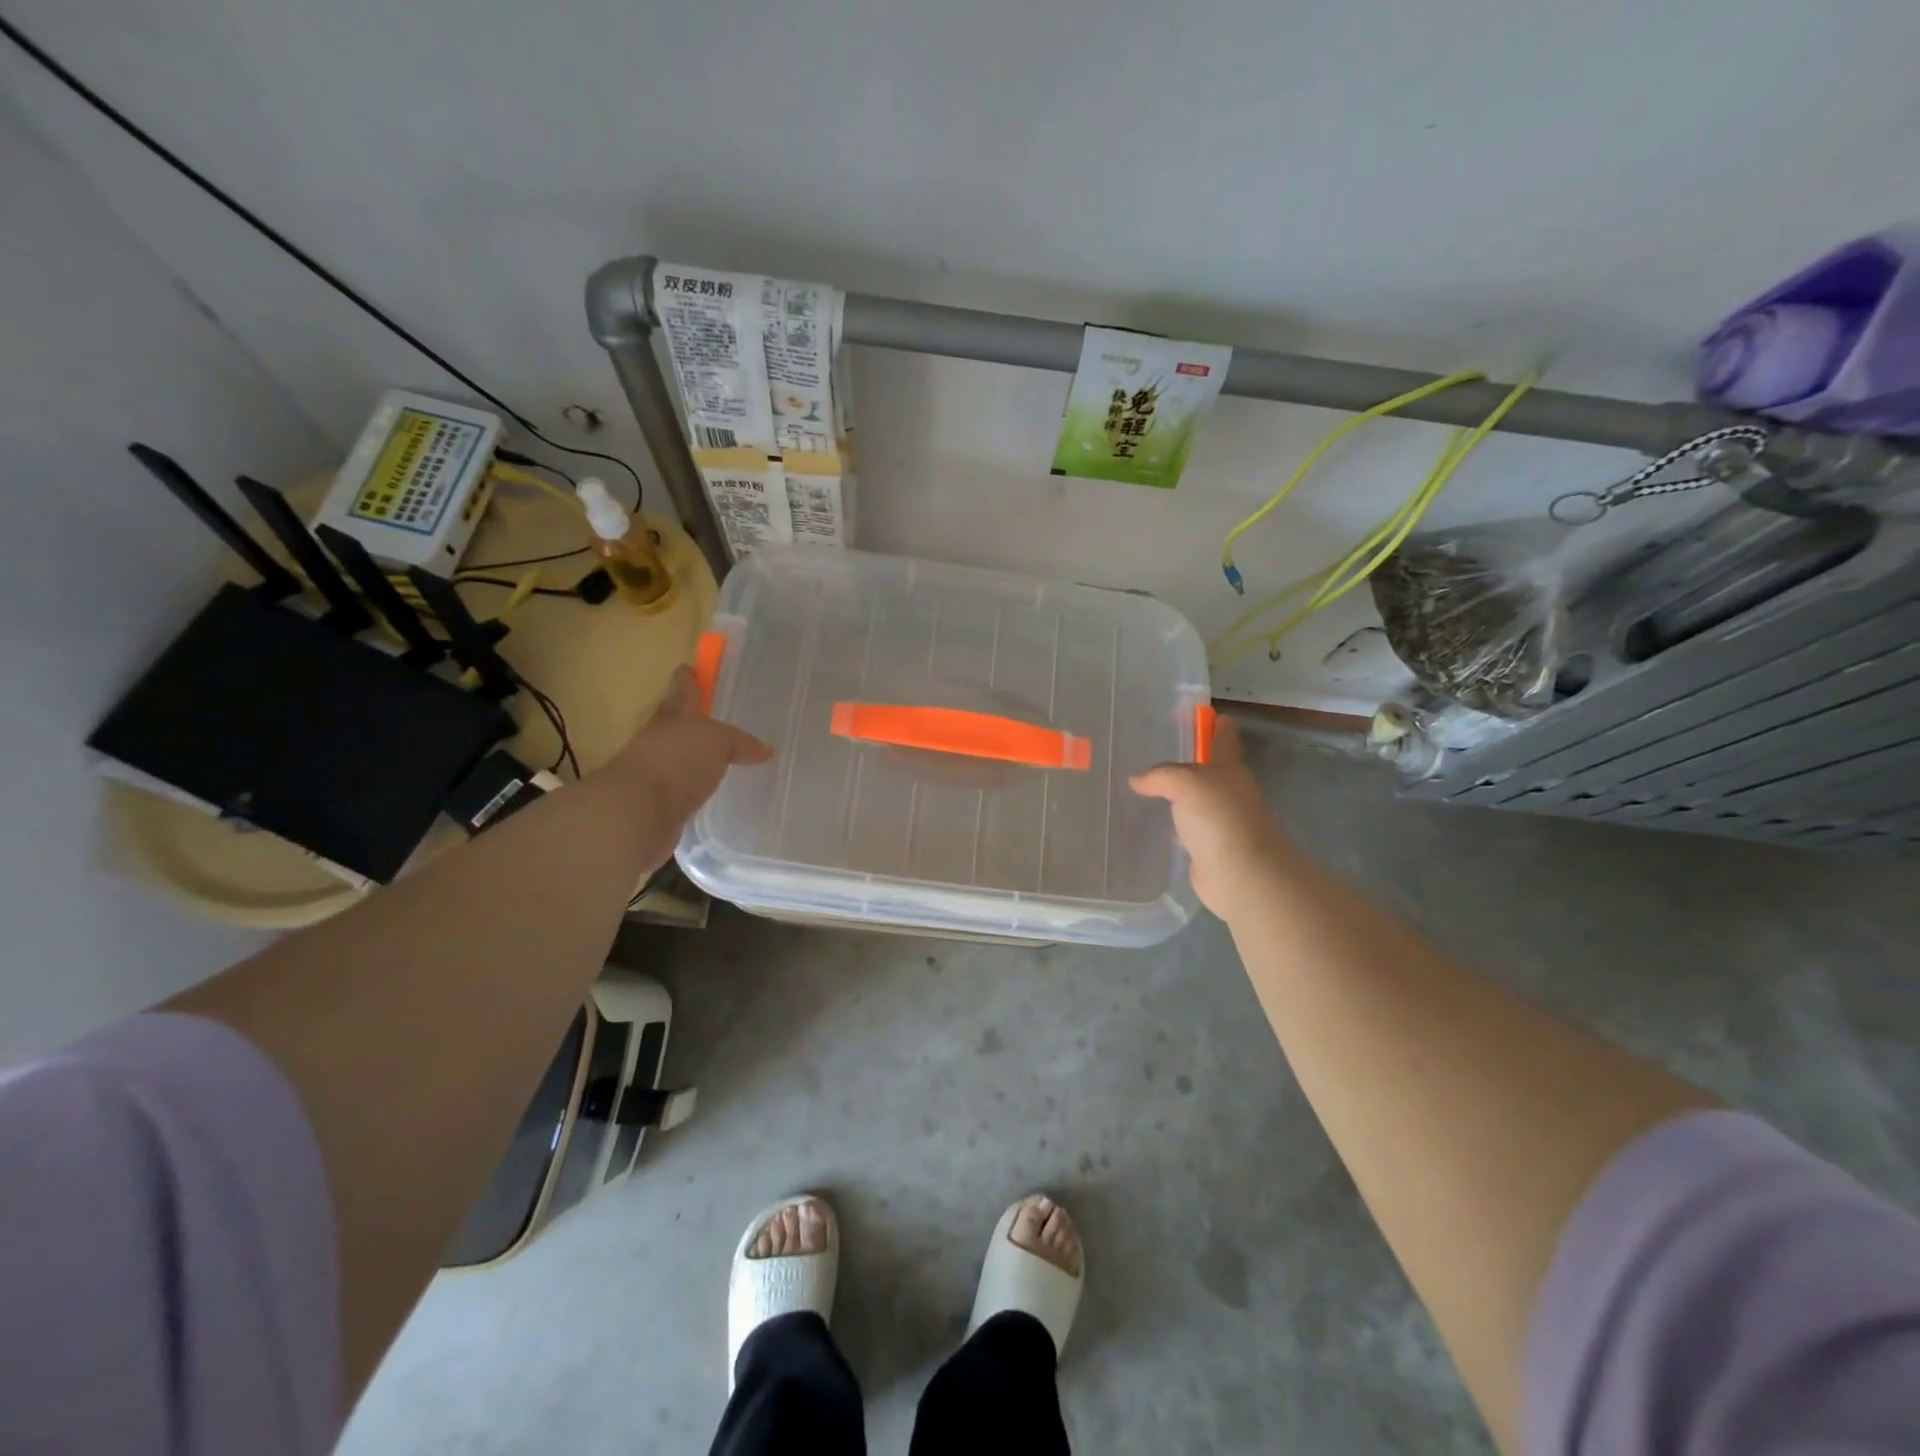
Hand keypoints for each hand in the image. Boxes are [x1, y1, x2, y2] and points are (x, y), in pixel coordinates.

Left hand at [602, 666, 772, 861]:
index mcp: (673, 717)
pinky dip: (693, 787)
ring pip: (678, 757)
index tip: (687, 668)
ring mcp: (656, 773)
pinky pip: (682, 789)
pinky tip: (708, 790)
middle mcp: (660, 741)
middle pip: (675, 724)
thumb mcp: (718, 740)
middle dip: (689, 718)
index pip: (682, 692)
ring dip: (693, 756)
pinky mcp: (658, 804)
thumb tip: (765, 749)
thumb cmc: (677, 761)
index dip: (686, 680)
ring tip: (718, 758)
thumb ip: (740, 742)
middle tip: (711, 716)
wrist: (637, 813)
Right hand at [1129, 716, 1288, 918]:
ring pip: (1196, 800)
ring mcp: (1221, 821)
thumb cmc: (1219, 817)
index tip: (1198, 713)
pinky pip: (1188, 829)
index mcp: (1229, 768)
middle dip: (1189, 761)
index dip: (1213, 723)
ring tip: (1144, 790)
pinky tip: (1153, 825)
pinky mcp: (1210, 848)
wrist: (1242, 873)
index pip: (1223, 737)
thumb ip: (1160, 776)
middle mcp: (1229, 791)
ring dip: (1178, 795)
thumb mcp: (1185, 782)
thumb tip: (1137, 781)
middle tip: (1153, 754)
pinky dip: (1175, 825)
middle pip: (1209, 769)